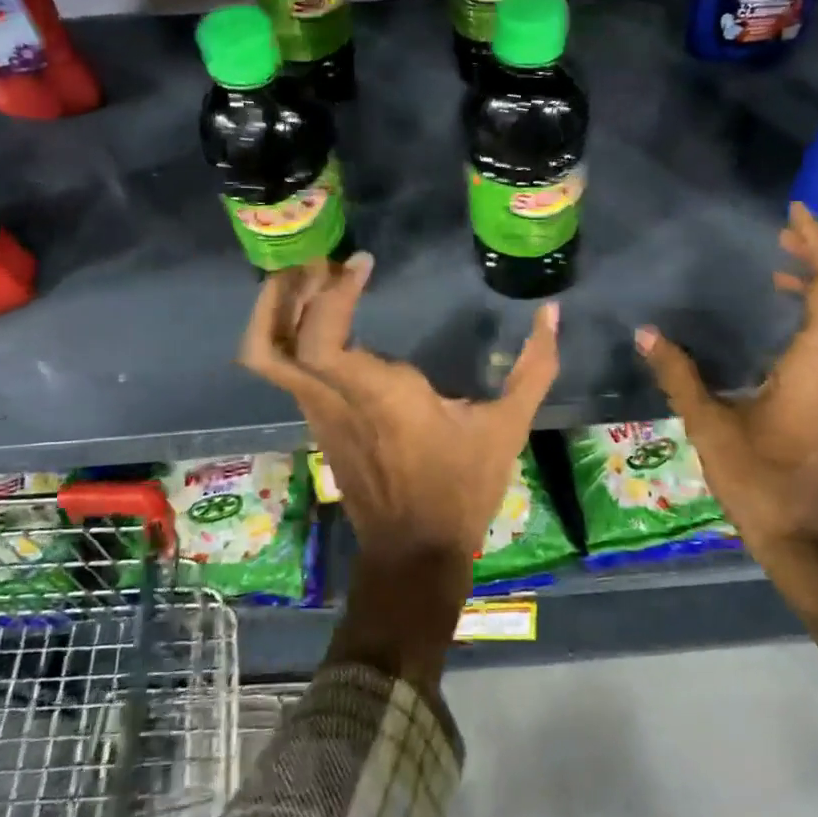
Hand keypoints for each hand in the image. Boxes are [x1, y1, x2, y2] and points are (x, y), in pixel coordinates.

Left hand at [239, 252, 560, 569]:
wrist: (415, 552)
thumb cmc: (461, 487)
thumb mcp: (508, 427)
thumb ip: (534, 367)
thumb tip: (552, 313)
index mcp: (379, 396)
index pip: (322, 338)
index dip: (330, 294)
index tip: (362, 264)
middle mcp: (335, 401)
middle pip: (270, 344)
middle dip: (282, 293)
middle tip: (320, 264)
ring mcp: (318, 415)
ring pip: (265, 359)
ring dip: (277, 312)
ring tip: (310, 282)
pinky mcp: (317, 425)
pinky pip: (284, 373)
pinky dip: (288, 336)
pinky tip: (322, 320)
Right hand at [633, 202, 817, 568]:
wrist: (810, 542)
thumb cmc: (760, 482)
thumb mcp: (710, 426)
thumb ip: (679, 375)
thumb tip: (645, 333)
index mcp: (816, 363)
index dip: (814, 244)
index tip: (790, 215)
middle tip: (782, 237)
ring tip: (780, 269)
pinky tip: (784, 321)